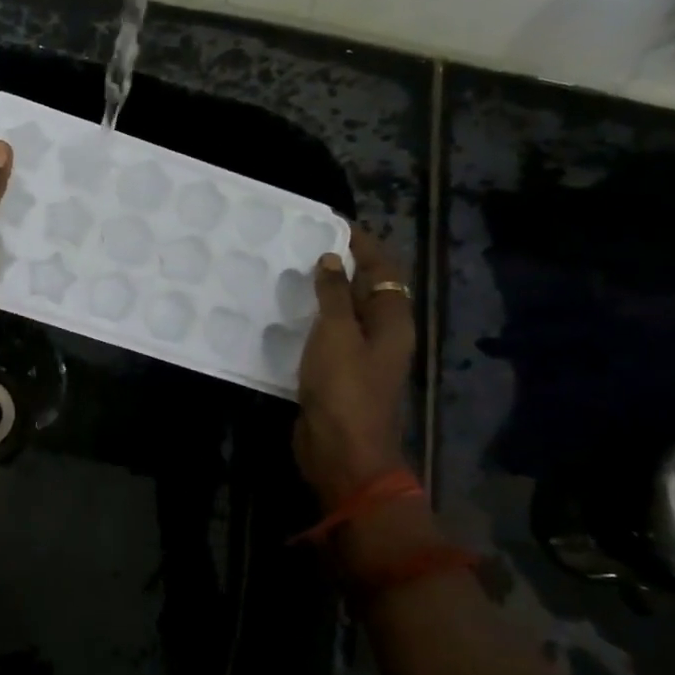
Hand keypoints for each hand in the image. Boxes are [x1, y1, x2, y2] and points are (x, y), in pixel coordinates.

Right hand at [294, 228, 416, 505]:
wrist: (341, 452)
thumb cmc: (344, 388)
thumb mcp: (337, 333)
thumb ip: (333, 294)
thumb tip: (332, 260)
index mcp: (392, 321)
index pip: (382, 268)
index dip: (361, 244)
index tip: (331, 223)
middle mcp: (381, 334)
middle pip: (364, 289)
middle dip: (339, 265)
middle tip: (303, 244)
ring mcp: (358, 356)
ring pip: (342, 313)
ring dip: (321, 293)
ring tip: (288, 271)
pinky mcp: (335, 374)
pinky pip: (325, 337)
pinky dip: (309, 320)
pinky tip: (283, 313)